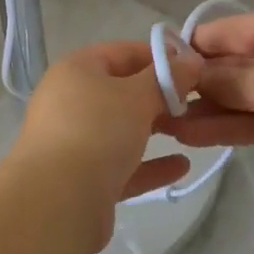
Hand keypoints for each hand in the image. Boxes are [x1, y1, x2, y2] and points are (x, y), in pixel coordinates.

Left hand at [11, 40, 199, 253]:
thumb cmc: (97, 131)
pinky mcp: (83, 179)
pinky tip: (181, 166)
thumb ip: (167, 77)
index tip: (193, 66)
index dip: (158, 55)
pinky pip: (122, 165)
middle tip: (197, 100)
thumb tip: (191, 61)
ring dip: (156, 128)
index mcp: (76, 70)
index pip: (122, 51)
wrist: (57, 202)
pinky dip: (149, 164)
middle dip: (159, 95)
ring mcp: (74, 141)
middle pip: (121, 91)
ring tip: (192, 129)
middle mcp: (70, 101)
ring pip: (122, 129)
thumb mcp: (138, 96)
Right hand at [158, 9, 253, 197]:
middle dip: (196, 84)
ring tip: (165, 124)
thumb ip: (225, 79)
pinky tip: (194, 135)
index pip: (225, 31)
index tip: (156, 68)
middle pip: (232, 65)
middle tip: (155, 103)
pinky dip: (229, 127)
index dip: (190, 47)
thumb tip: (191, 73)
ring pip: (242, 97)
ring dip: (208, 109)